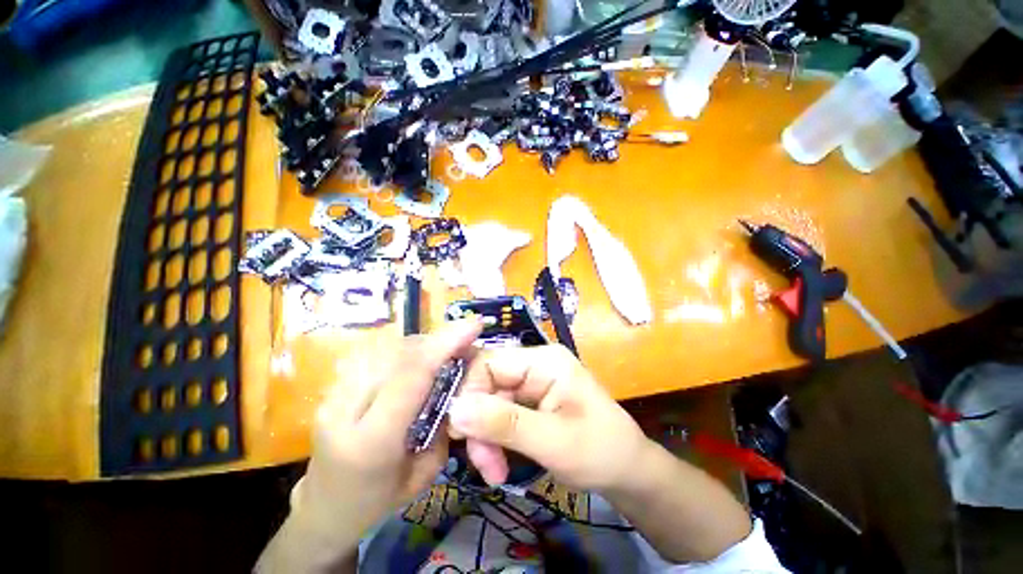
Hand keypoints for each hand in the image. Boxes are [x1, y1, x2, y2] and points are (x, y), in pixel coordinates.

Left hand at [293, 319, 482, 548]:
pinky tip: (415, 359)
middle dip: (436, 340)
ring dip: (420, 343)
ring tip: (440, 351)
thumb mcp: (425, 473)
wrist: (323, 509)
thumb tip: (459, 380)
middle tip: (462, 341)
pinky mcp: (331, 387)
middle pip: (398, 354)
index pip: (411, 376)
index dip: (445, 344)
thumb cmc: (378, 502)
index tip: (474, 325)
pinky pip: (374, 353)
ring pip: (385, 347)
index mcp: (372, 441)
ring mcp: (332, 396)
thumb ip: (443, 424)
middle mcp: (345, 410)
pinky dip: (402, 349)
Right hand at [447, 344, 652, 490]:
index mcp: (544, 361)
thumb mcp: (553, 441)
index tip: (460, 434)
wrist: (628, 470)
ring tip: (494, 471)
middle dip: (479, 424)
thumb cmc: (600, 451)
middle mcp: (534, 364)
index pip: (490, 362)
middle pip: (487, 384)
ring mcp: (532, 382)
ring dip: (485, 437)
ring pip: (489, 402)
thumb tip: (454, 410)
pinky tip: (499, 463)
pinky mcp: (530, 400)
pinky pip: (499, 413)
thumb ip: (504, 424)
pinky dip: (494, 439)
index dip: (469, 392)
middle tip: (483, 464)